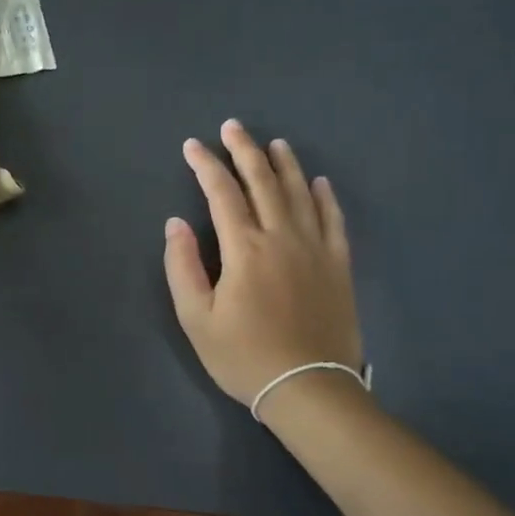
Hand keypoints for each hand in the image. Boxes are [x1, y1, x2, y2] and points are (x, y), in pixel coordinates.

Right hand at [164, 120, 364, 418]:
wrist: (309, 389)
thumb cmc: (244, 356)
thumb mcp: (196, 318)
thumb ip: (182, 266)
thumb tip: (176, 223)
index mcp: (244, 248)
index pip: (222, 193)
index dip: (205, 165)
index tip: (192, 146)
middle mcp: (281, 237)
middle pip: (262, 181)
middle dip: (244, 150)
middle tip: (232, 127)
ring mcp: (315, 248)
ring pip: (299, 193)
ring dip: (284, 164)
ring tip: (274, 143)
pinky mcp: (338, 265)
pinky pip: (333, 220)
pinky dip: (325, 197)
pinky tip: (319, 182)